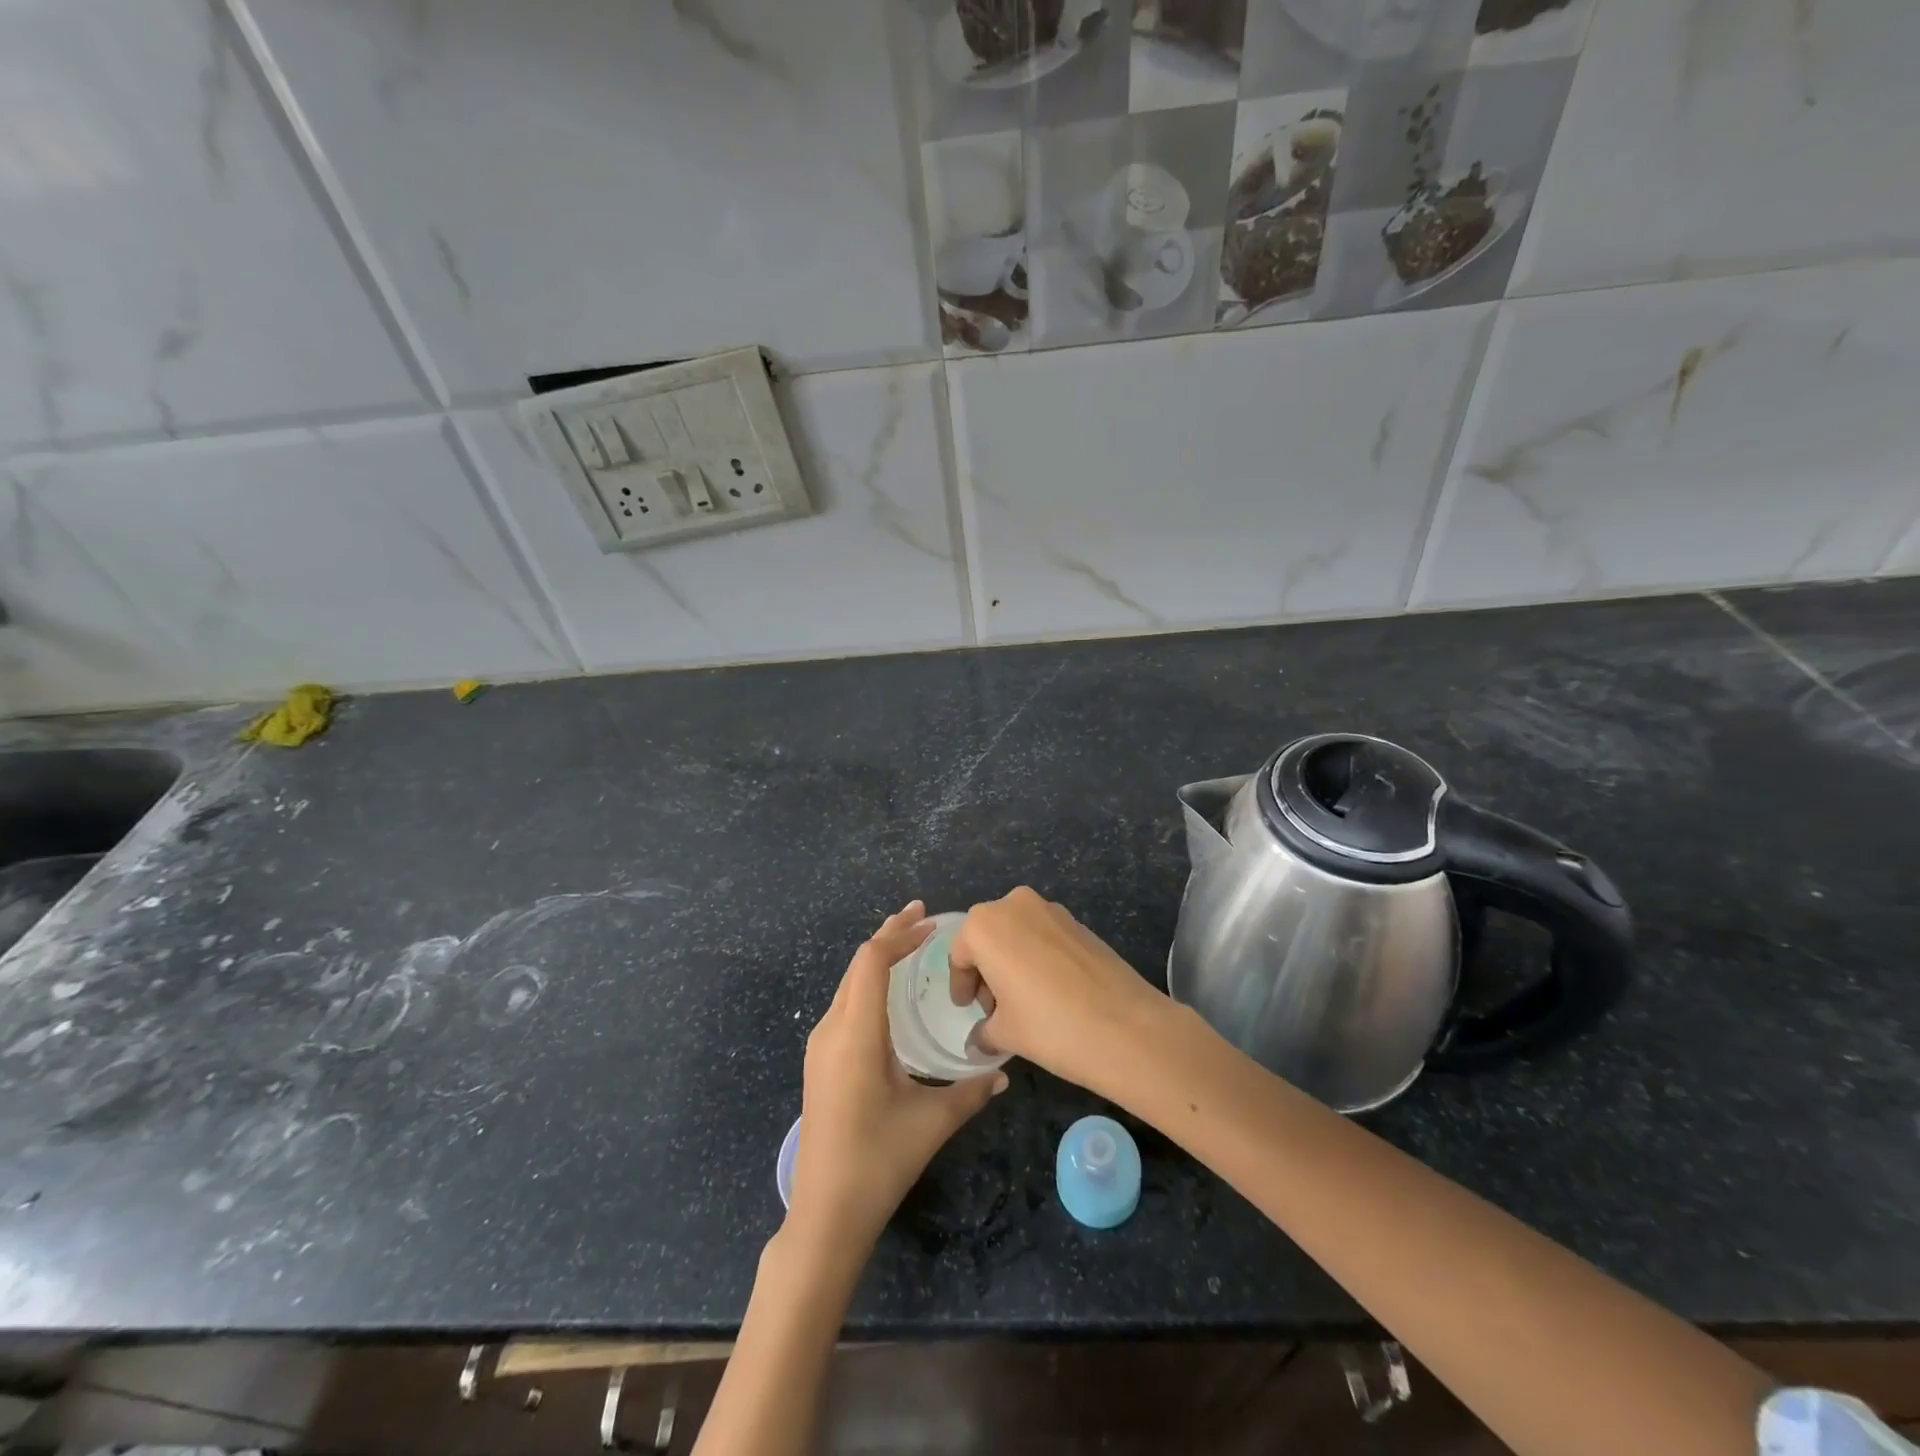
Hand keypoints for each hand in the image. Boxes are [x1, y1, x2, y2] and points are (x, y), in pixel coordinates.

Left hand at [788, 901, 1007, 1259]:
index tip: (932, 924)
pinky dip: (868, 982)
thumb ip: (971, 1092)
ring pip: (848, 982)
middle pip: (857, 964)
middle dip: (889, 934)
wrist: (824, 1213)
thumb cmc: (879, 1161)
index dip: (900, 935)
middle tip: (923, 917)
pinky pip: (845, 1002)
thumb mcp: (932, 1122)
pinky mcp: (820, 1060)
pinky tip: (890, 992)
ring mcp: (821, 1044)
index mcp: (856, 1033)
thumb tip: (1003, 1072)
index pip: (872, 961)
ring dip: (877, 957)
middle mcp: (832, 1029)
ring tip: (909, 943)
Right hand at [949, 887, 1170, 1094]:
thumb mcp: (1005, 1034)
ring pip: (1017, 933)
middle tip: (994, 1008)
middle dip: (986, 970)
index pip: (959, 954)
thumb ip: (984, 1031)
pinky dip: (1037, 957)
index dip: (961, 985)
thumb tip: (980, 1038)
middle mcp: (1014, 904)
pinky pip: (1044, 936)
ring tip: (1023, 1002)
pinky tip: (1051, 992)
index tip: (967, 1009)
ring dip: (1012, 961)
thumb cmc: (1050, 1026)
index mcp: (985, 925)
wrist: (1127, 1026)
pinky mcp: (1079, 922)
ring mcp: (1051, 909)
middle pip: (987, 937)